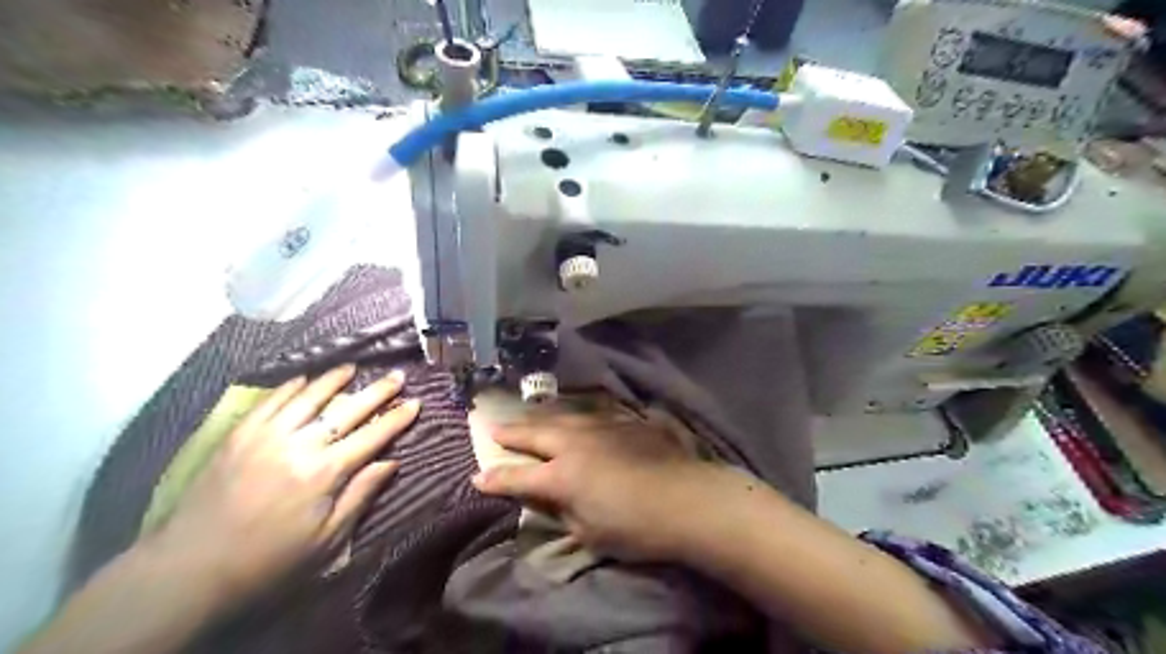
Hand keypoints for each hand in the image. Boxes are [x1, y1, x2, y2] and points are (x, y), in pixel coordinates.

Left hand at [145, 364, 418, 598]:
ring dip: (333, 380)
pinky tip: (304, 379)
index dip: (396, 419)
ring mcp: (266, 436)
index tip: (415, 403)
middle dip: (376, 392)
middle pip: (347, 410)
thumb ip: (361, 495)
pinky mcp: (238, 436)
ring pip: (308, 397)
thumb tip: (391, 462)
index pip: (372, 436)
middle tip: (396, 376)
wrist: (189, 568)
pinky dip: (290, 388)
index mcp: (325, 473)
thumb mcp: (327, 540)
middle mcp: (300, 445)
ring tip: (352, 368)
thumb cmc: (268, 560)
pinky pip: (270, 402)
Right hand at [469, 412, 726, 558]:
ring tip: (530, 416)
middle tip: (493, 427)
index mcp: (562, 475)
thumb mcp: (590, 533)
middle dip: (512, 432)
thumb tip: (551, 499)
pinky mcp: (628, 421)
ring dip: (542, 417)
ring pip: (564, 416)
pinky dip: (578, 417)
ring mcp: (603, 427)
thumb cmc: (636, 528)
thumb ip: (565, 512)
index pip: (519, 476)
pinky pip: (595, 415)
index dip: (496, 478)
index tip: (477, 475)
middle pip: (536, 433)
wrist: (688, 500)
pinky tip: (578, 416)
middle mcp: (576, 443)